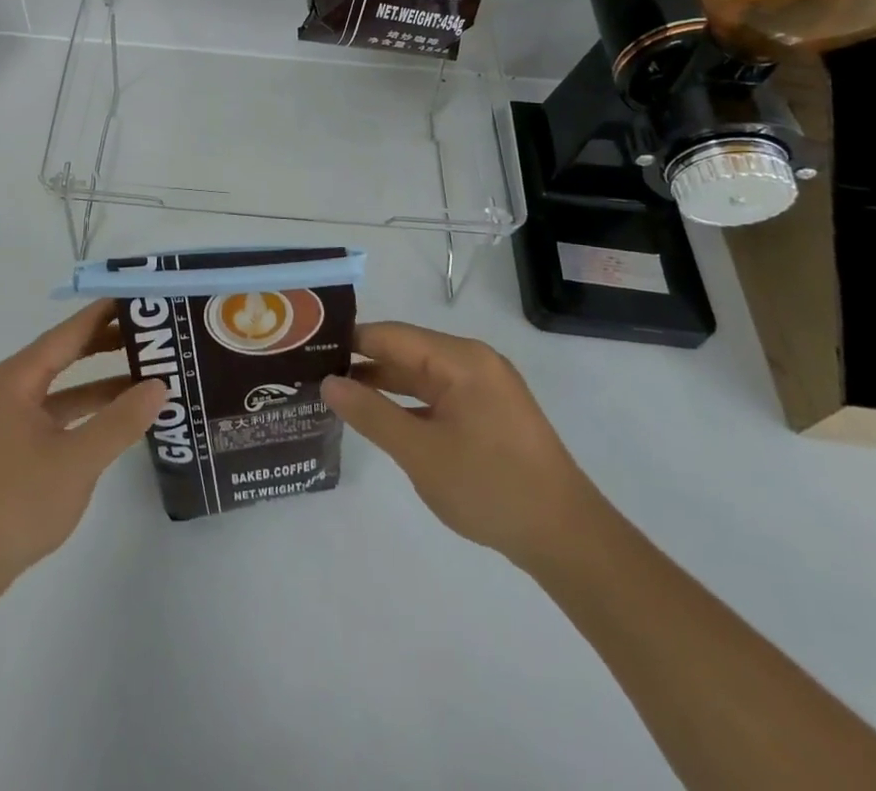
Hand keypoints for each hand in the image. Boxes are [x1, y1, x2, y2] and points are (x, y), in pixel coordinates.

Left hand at [0, 299, 165, 597]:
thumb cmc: (16, 502)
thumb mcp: (77, 460)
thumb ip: (120, 421)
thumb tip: (160, 385)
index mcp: (19, 377)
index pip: (70, 331)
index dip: (106, 313)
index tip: (142, 298)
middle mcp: (12, 387)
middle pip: (67, 353)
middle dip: (109, 343)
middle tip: (155, 334)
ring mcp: (12, 417)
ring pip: (66, 386)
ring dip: (103, 382)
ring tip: (149, 374)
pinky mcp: (15, 445)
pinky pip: (59, 412)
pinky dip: (88, 411)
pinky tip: (119, 419)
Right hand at [321, 322, 599, 567]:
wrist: (568, 540)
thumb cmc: (491, 488)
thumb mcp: (421, 452)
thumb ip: (371, 414)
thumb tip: (327, 382)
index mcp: (459, 359)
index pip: (389, 336)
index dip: (347, 342)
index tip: (307, 353)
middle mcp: (472, 361)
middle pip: (404, 352)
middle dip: (360, 363)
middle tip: (312, 375)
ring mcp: (483, 387)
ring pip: (419, 374)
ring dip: (381, 385)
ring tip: (334, 394)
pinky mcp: (488, 412)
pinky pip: (437, 395)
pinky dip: (407, 403)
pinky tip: (378, 417)